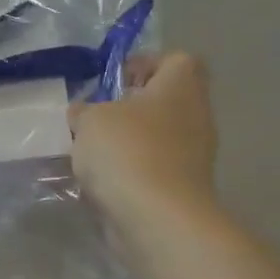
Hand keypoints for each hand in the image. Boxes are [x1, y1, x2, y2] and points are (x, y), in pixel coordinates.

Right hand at [69, 52, 218, 223]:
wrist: (157, 218)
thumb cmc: (126, 152)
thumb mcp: (90, 120)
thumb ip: (85, 111)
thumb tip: (84, 113)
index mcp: (180, 87)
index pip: (175, 60)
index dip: (143, 64)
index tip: (112, 82)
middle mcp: (195, 116)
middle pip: (164, 100)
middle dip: (129, 108)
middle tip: (95, 118)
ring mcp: (193, 155)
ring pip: (156, 137)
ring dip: (127, 142)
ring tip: (91, 153)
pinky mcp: (182, 187)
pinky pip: (152, 168)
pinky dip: (130, 172)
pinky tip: (102, 182)